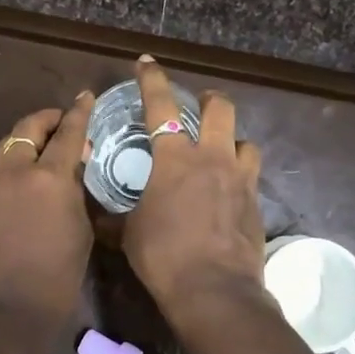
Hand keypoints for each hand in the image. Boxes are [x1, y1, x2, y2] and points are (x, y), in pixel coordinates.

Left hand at [0, 92, 95, 326]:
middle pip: (28, 128)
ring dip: (28, 138)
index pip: (68, 133)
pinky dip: (16, 161)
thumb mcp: (81, 230)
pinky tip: (29, 175)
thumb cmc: (58, 276)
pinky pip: (0, 169)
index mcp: (49, 177)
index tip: (86, 97)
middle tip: (63, 121)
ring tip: (46, 145)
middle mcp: (16, 172)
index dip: (79, 113)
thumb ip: (77, 193)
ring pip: (9, 146)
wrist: (8, 310)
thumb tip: (74, 172)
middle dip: (47, 119)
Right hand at [122, 56, 265, 312]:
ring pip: (245, 141)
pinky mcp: (256, 203)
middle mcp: (212, 158)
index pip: (161, 105)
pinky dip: (238, 175)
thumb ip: (114, 215)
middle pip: (220, 109)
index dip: (152, 79)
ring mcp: (240, 179)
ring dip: (231, 140)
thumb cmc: (163, 256)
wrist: (214, 291)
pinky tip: (227, 193)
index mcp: (175, 158)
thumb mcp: (127, 233)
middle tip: (198, 106)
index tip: (147, 61)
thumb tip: (97, 213)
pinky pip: (250, 176)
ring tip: (219, 152)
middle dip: (209, 99)